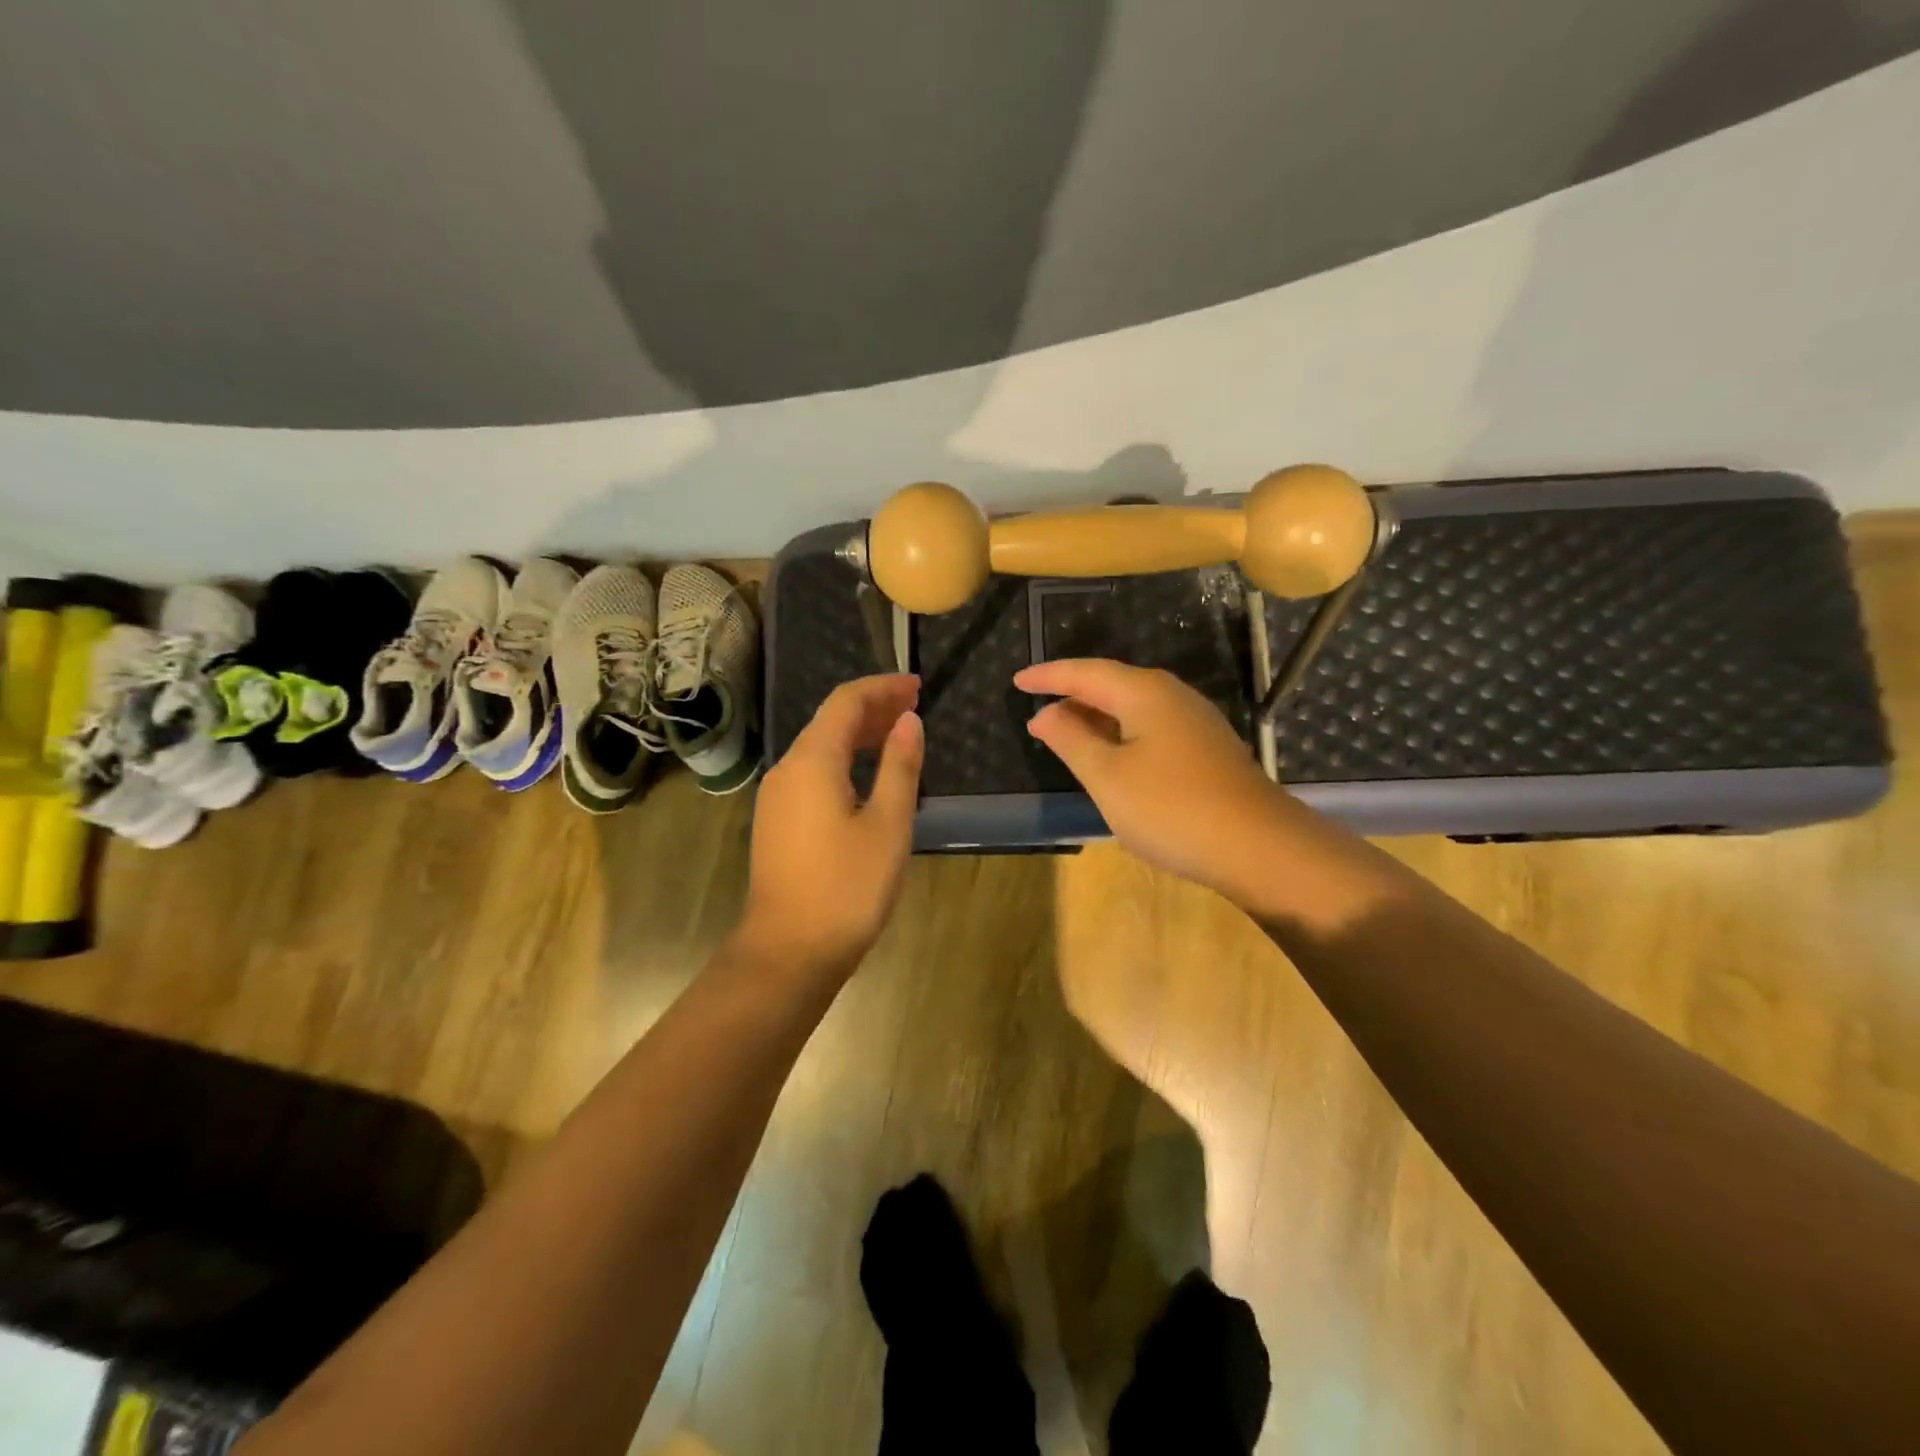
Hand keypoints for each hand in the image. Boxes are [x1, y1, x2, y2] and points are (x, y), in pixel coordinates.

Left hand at [738, 675, 923, 979]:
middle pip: (829, 721)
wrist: (790, 951)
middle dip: (872, 708)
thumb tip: (908, 721)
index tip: (917, 686)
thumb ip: (899, 766)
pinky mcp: (777, 821)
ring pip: (819, 748)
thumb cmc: (848, 886)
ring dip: (858, 735)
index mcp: (812, 761)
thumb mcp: (888, 824)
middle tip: (913, 706)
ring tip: (897, 735)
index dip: (882, 688)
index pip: (846, 702)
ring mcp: (777, 797)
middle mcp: (787, 769)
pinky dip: (843, 761)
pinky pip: (812, 773)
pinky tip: (867, 776)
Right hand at [1013, 659, 1299, 902]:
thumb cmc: (1171, 808)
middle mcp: (1172, 697)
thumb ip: (1071, 739)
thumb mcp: (1107, 776)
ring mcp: (1194, 723)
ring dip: (1096, 717)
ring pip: (1133, 708)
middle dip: (1072, 695)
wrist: (1258, 847)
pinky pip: (1150, 728)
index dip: (1049, 676)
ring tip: (1065, 733)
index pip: (1086, 673)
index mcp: (1144, 693)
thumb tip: (1045, 714)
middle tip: (1038, 708)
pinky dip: (1120, 734)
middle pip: (1112, 684)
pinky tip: (1111, 757)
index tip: (1017, 681)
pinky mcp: (1206, 750)